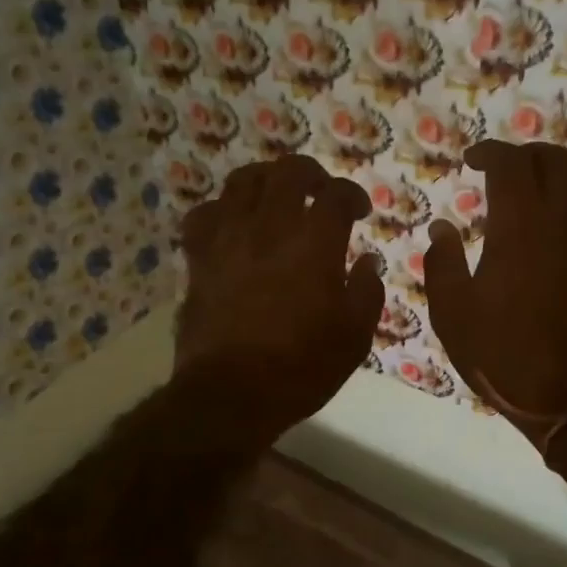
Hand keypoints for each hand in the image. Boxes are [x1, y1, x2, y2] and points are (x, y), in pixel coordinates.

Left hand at [175, 155, 383, 440]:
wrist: (233, 394)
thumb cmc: (302, 367)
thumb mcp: (355, 336)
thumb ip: (366, 291)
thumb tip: (367, 261)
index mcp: (315, 243)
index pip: (336, 196)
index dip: (352, 195)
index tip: (359, 211)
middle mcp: (270, 227)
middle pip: (288, 172)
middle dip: (311, 173)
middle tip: (320, 191)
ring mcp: (229, 239)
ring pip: (242, 182)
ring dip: (265, 179)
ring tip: (276, 195)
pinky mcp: (199, 258)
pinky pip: (204, 215)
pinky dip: (221, 210)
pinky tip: (231, 223)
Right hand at [424, 141, 566, 444]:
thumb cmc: (500, 355)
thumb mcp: (452, 313)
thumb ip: (442, 263)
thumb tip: (442, 229)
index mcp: (518, 229)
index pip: (512, 163)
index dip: (490, 151)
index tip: (470, 160)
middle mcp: (559, 224)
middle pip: (554, 159)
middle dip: (524, 153)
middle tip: (497, 169)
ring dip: (549, 175)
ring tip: (521, 194)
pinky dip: (564, 202)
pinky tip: (543, 228)